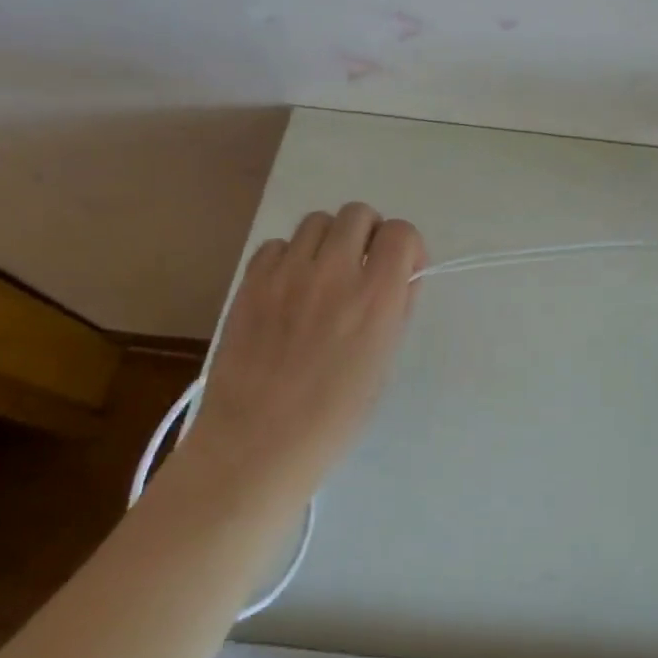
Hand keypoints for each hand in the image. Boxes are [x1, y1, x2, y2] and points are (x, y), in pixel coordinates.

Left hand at [184, 202, 425, 504]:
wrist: (258, 443)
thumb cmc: (335, 415)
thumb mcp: (384, 360)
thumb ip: (395, 308)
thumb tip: (399, 276)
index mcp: (377, 296)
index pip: (402, 232)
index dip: (406, 247)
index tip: (401, 270)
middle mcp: (334, 272)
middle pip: (358, 214)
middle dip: (368, 234)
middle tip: (362, 268)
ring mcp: (287, 274)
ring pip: (317, 222)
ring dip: (329, 241)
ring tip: (323, 276)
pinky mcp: (251, 283)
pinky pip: (277, 245)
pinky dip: (289, 257)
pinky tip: (288, 290)